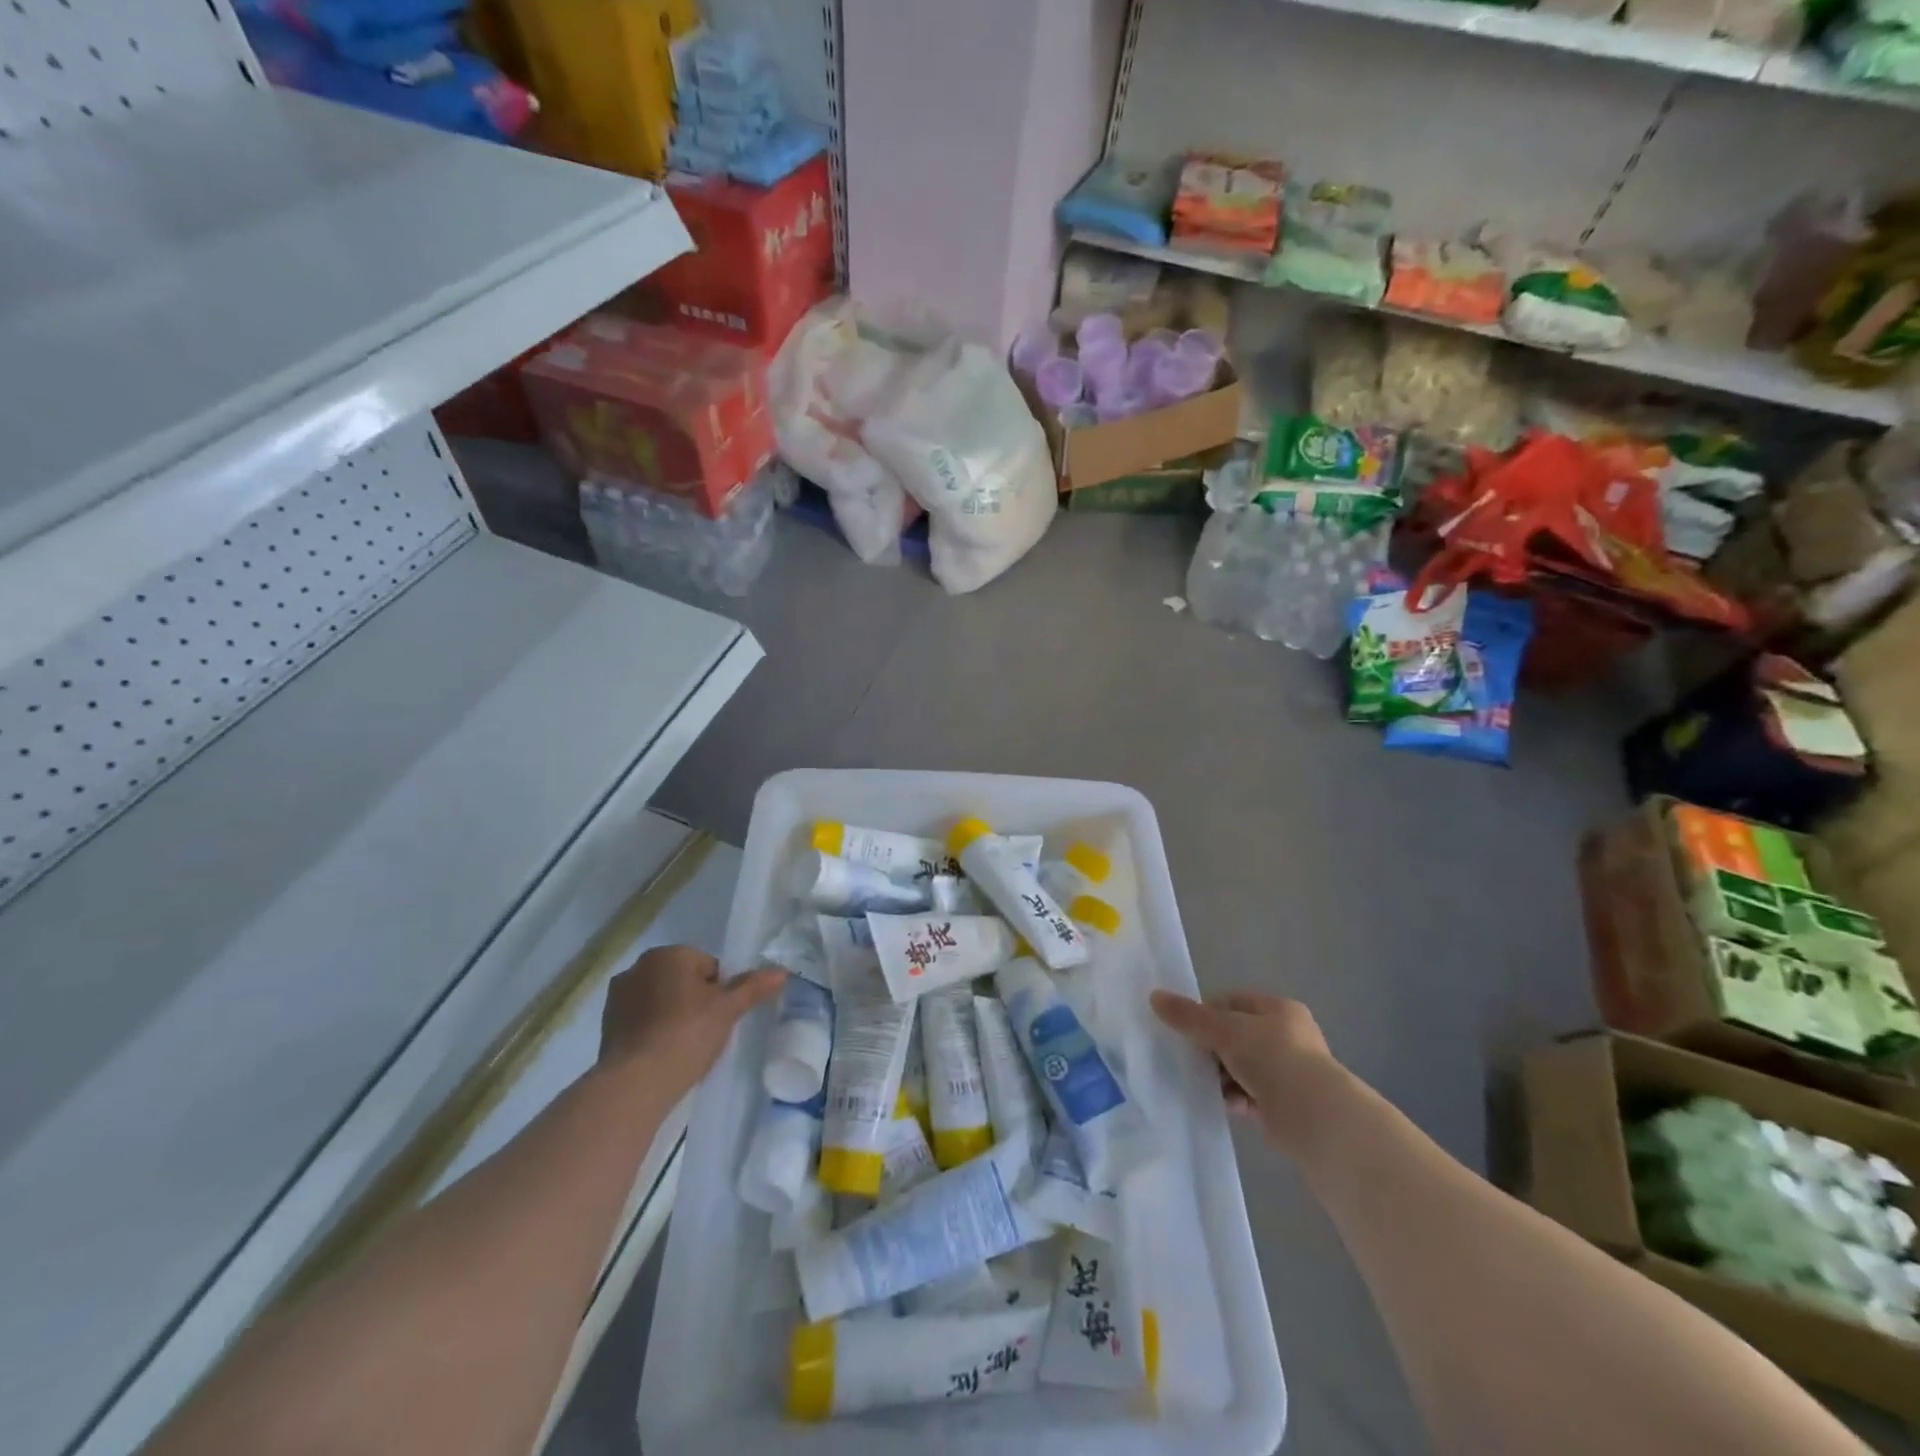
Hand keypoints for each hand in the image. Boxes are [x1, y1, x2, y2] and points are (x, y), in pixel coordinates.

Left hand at [600, 945, 783, 1099]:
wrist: (635, 1082)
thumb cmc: (687, 1034)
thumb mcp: (728, 1010)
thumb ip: (754, 987)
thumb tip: (782, 971)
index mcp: (669, 954)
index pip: (709, 965)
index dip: (721, 991)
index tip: (722, 1016)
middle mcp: (639, 966)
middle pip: (683, 980)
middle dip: (695, 1000)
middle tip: (707, 1031)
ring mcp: (618, 995)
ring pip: (660, 999)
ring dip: (672, 1014)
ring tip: (685, 1046)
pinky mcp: (606, 1024)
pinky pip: (641, 1019)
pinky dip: (653, 1030)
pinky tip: (663, 1054)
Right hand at [1150, 988, 1344, 1153]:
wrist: (1316, 1118)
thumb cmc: (1273, 1059)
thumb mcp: (1225, 1030)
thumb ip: (1189, 1017)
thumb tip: (1154, 997)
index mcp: (1279, 1010)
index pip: (1233, 1003)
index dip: (1207, 1013)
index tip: (1185, 1030)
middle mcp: (1287, 1037)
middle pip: (1235, 1036)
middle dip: (1212, 1049)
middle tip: (1189, 1059)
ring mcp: (1288, 1073)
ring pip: (1241, 1068)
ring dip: (1221, 1076)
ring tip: (1203, 1084)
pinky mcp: (1285, 1105)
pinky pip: (1249, 1096)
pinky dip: (1234, 1099)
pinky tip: (1222, 1104)